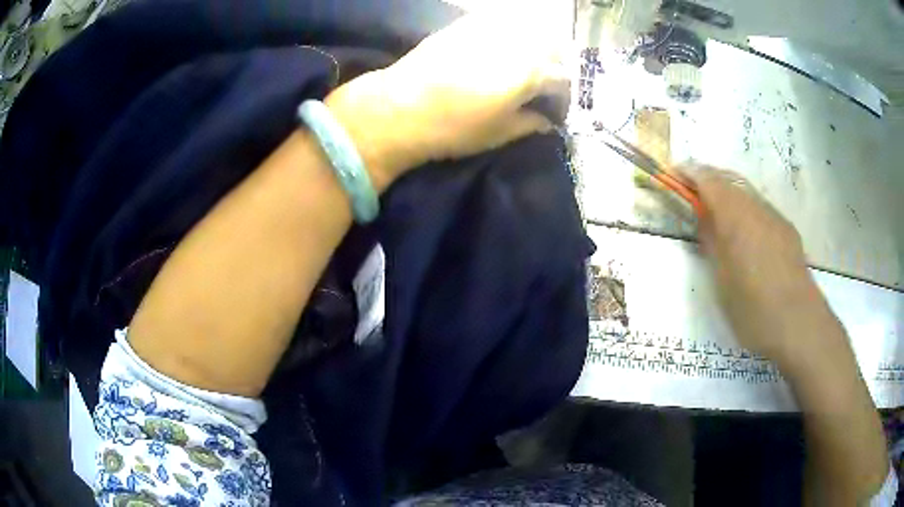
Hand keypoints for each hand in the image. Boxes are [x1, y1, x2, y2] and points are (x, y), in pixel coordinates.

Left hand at [325, 7, 570, 190]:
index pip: (562, 78)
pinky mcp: (466, 24)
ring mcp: (490, 29)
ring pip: (528, 29)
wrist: (398, 108)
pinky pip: (500, 22)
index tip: (556, 105)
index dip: (563, 94)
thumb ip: (530, 123)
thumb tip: (547, 121)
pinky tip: (499, 47)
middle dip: (556, 62)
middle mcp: (516, 44)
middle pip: (552, 46)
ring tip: (525, 63)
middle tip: (545, 80)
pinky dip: (509, 33)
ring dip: (535, 44)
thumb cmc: (452, 128)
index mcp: (529, 73)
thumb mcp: (499, 134)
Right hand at [683, 166, 836, 366]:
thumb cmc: (752, 307)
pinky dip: (747, 209)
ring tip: (719, 211)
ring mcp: (775, 217)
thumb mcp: (721, 279)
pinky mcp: (787, 231)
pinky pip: (762, 209)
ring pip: (747, 193)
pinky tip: (747, 232)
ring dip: (730, 193)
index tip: (675, 174)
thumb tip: (704, 219)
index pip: (708, 179)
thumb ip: (712, 242)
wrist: (798, 322)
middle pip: (729, 179)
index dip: (690, 172)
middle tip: (694, 190)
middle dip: (710, 178)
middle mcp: (756, 207)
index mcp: (735, 215)